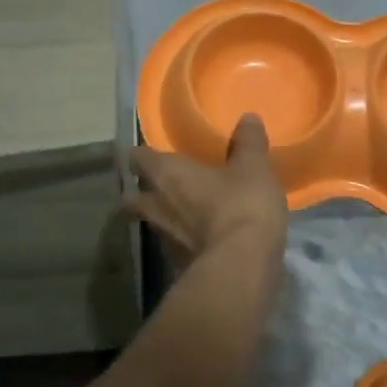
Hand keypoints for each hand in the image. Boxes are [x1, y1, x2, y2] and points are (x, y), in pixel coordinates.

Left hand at [129, 114, 289, 263]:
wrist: (241, 268)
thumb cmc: (241, 206)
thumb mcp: (253, 168)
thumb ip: (249, 142)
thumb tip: (249, 118)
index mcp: (166, 174)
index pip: (137, 158)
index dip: (143, 154)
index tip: (155, 152)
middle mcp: (155, 204)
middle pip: (132, 195)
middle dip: (141, 190)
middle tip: (161, 184)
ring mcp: (163, 238)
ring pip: (151, 222)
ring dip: (161, 216)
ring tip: (182, 211)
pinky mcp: (177, 265)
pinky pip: (172, 246)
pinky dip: (180, 240)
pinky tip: (200, 238)